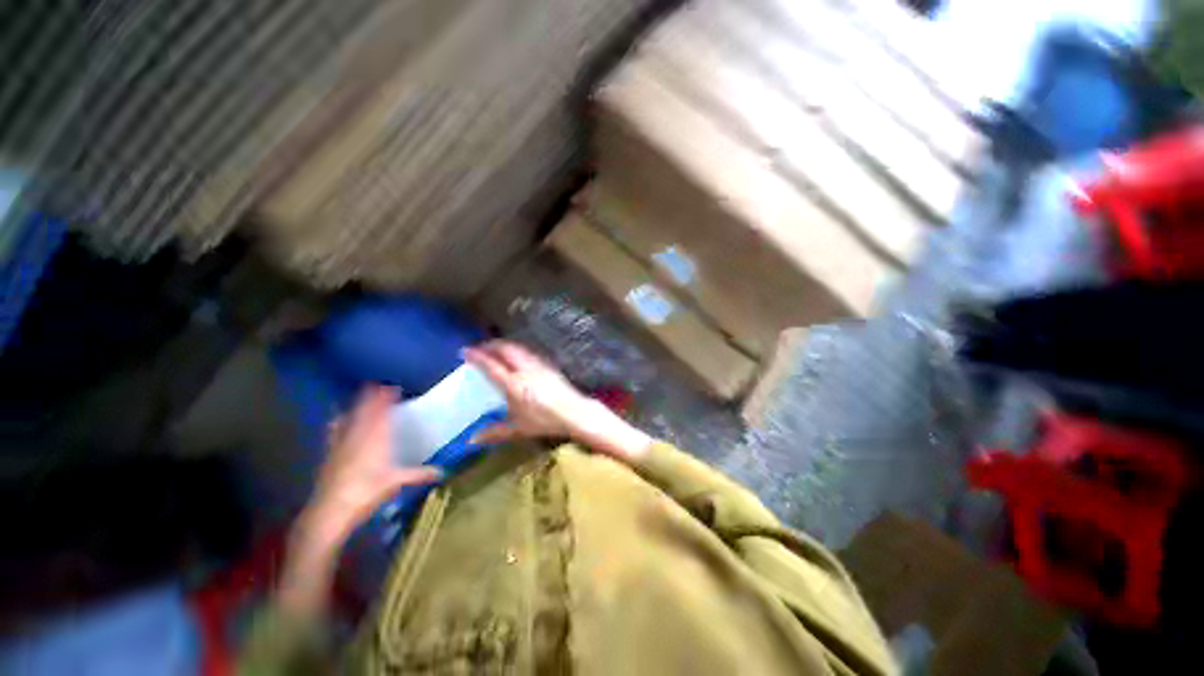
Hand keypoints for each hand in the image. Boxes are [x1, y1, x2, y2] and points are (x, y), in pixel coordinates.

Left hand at [305, 385, 442, 542]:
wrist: (329, 512)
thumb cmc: (366, 493)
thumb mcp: (396, 483)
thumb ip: (419, 474)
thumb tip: (443, 472)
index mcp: (376, 439)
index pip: (382, 413)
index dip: (387, 399)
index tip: (393, 387)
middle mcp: (358, 437)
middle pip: (365, 411)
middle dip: (372, 397)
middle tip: (378, 384)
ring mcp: (341, 444)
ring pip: (350, 418)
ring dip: (356, 405)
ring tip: (360, 394)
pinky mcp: (330, 454)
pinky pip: (335, 431)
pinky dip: (339, 422)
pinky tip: (337, 419)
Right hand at [464, 340, 651, 461]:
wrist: (574, 412)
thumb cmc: (545, 421)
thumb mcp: (519, 428)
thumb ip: (495, 432)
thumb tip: (472, 439)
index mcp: (514, 384)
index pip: (492, 366)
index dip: (477, 356)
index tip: (465, 351)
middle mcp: (525, 370)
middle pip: (506, 349)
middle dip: (491, 345)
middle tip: (480, 348)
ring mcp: (538, 365)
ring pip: (518, 349)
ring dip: (505, 346)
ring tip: (496, 349)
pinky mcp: (548, 365)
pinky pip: (528, 352)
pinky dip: (517, 350)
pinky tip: (517, 357)